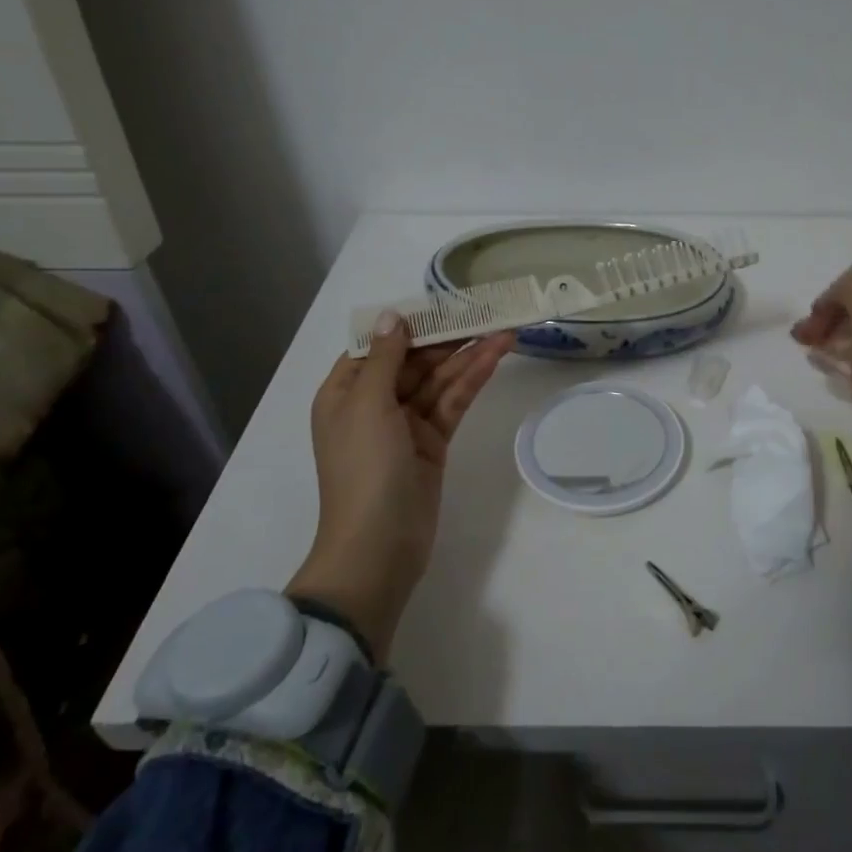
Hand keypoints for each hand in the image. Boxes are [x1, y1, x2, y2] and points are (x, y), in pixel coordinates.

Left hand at [287, 315, 514, 661]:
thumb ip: (386, 358)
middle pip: (415, 360)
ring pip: (440, 380)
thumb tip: (393, 316)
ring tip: (506, 330)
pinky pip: (452, 403)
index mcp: (346, 392)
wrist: (379, 547)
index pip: (380, 346)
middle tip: (488, 312)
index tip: (445, 304)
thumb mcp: (367, 406)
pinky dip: (473, 381)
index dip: (412, 324)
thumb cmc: (364, 470)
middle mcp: (374, 403)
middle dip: (450, 338)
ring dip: (469, 356)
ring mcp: (406, 424)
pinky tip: (496, 358)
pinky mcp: (432, 442)